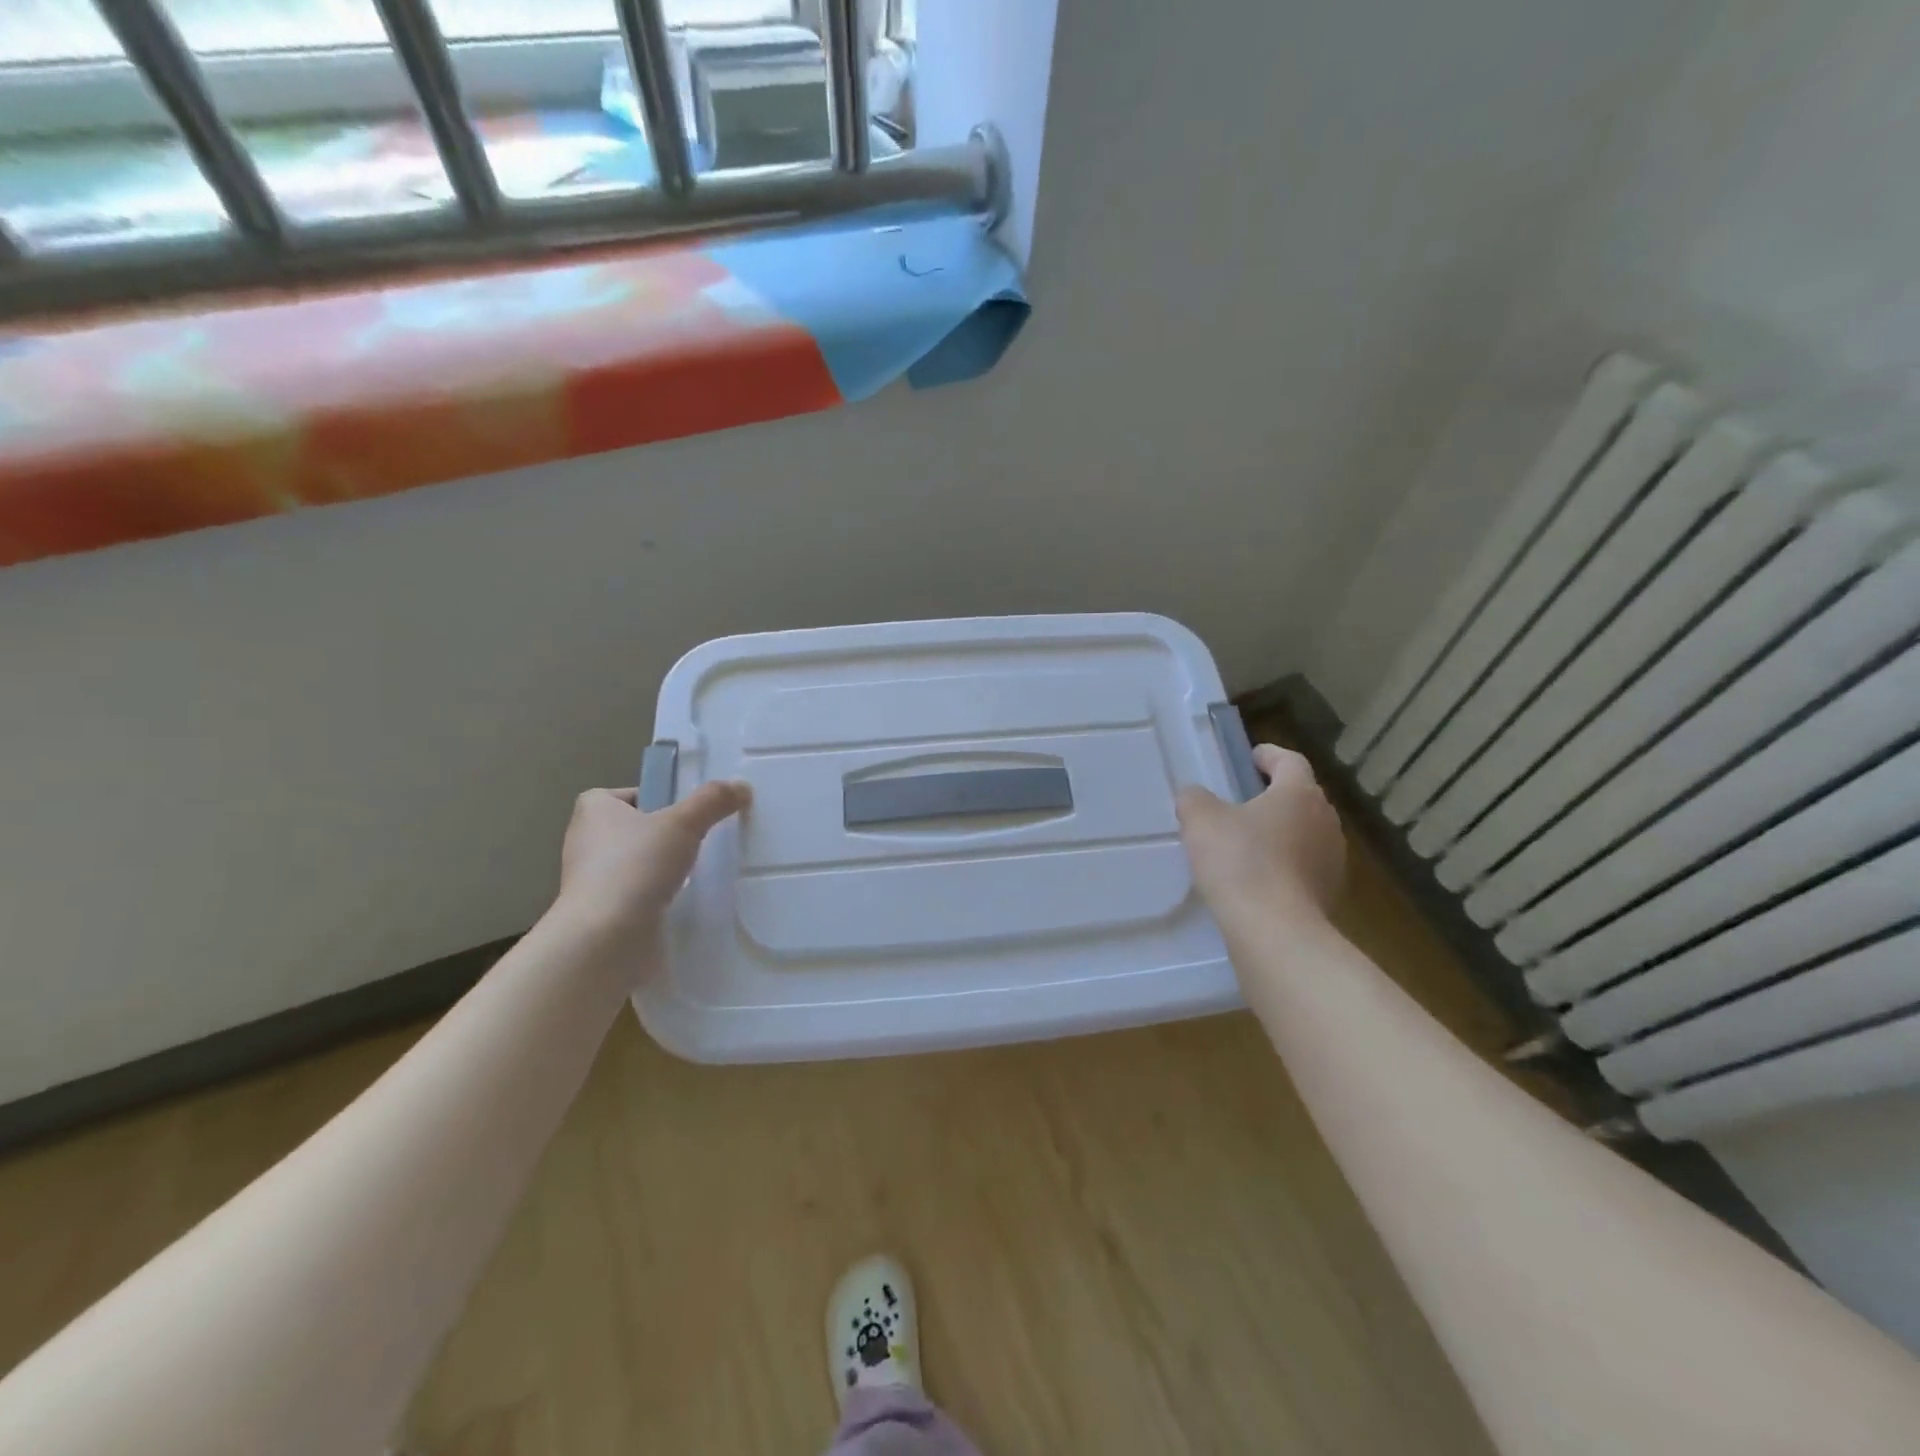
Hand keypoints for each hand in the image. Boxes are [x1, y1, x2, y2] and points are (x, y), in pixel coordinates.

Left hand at [557, 780, 750, 941]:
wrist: (605, 940)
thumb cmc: (635, 867)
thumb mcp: (683, 823)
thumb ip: (712, 801)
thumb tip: (742, 786)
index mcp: (593, 810)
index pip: (627, 793)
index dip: (656, 797)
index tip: (685, 811)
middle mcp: (586, 840)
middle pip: (635, 827)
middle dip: (665, 834)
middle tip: (701, 837)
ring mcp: (593, 880)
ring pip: (638, 862)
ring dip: (662, 866)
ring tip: (698, 869)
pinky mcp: (604, 912)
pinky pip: (638, 893)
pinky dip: (658, 894)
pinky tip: (683, 899)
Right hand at [1177, 744, 1343, 927]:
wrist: (1275, 932)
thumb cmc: (1239, 863)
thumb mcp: (1200, 820)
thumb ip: (1195, 799)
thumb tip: (1196, 796)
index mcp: (1299, 793)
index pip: (1290, 761)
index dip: (1269, 756)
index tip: (1250, 758)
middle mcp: (1325, 820)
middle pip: (1301, 797)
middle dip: (1275, 796)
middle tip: (1242, 803)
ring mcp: (1333, 859)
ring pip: (1306, 833)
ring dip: (1282, 832)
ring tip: (1249, 844)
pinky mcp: (1331, 893)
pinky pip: (1305, 867)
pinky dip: (1286, 865)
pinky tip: (1259, 879)